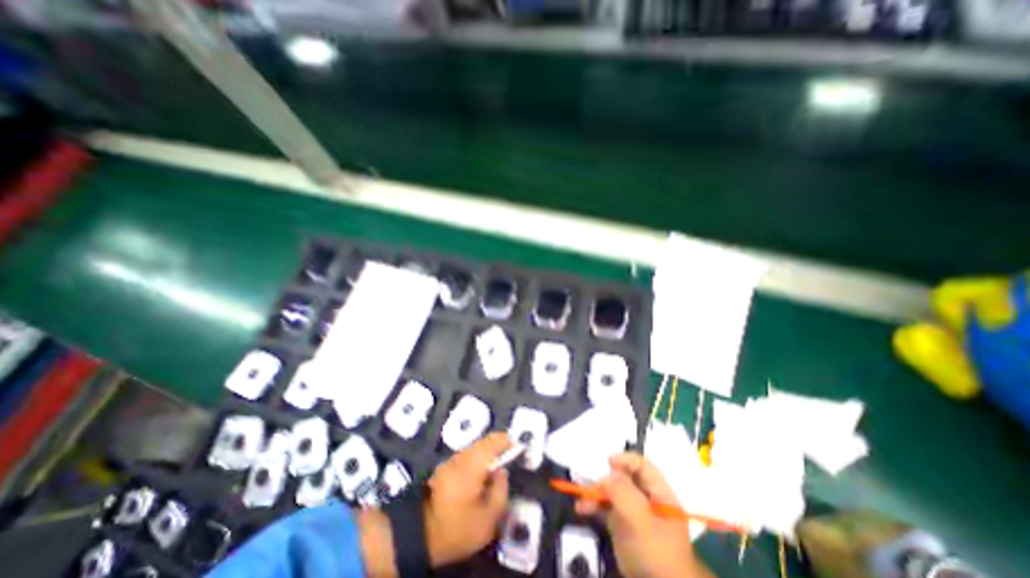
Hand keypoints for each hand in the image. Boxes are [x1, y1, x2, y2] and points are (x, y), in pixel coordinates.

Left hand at [423, 432, 510, 566]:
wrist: (416, 535)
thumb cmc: (456, 527)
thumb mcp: (487, 519)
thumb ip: (500, 491)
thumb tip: (502, 473)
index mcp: (474, 463)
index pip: (495, 441)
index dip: (508, 441)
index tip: (518, 447)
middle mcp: (462, 456)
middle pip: (484, 442)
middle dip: (498, 446)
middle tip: (509, 457)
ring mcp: (451, 461)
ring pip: (474, 449)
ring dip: (487, 453)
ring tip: (495, 469)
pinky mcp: (444, 469)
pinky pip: (466, 457)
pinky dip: (477, 460)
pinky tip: (479, 477)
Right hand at [576, 451, 713, 577]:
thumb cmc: (656, 552)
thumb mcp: (641, 519)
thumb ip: (623, 492)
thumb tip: (605, 476)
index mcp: (660, 495)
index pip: (643, 467)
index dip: (626, 460)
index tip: (608, 461)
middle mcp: (646, 500)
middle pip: (624, 478)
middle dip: (606, 478)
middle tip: (591, 481)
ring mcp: (634, 514)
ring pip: (612, 493)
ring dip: (595, 492)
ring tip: (581, 496)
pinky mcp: (622, 527)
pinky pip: (606, 509)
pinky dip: (594, 506)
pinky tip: (581, 508)